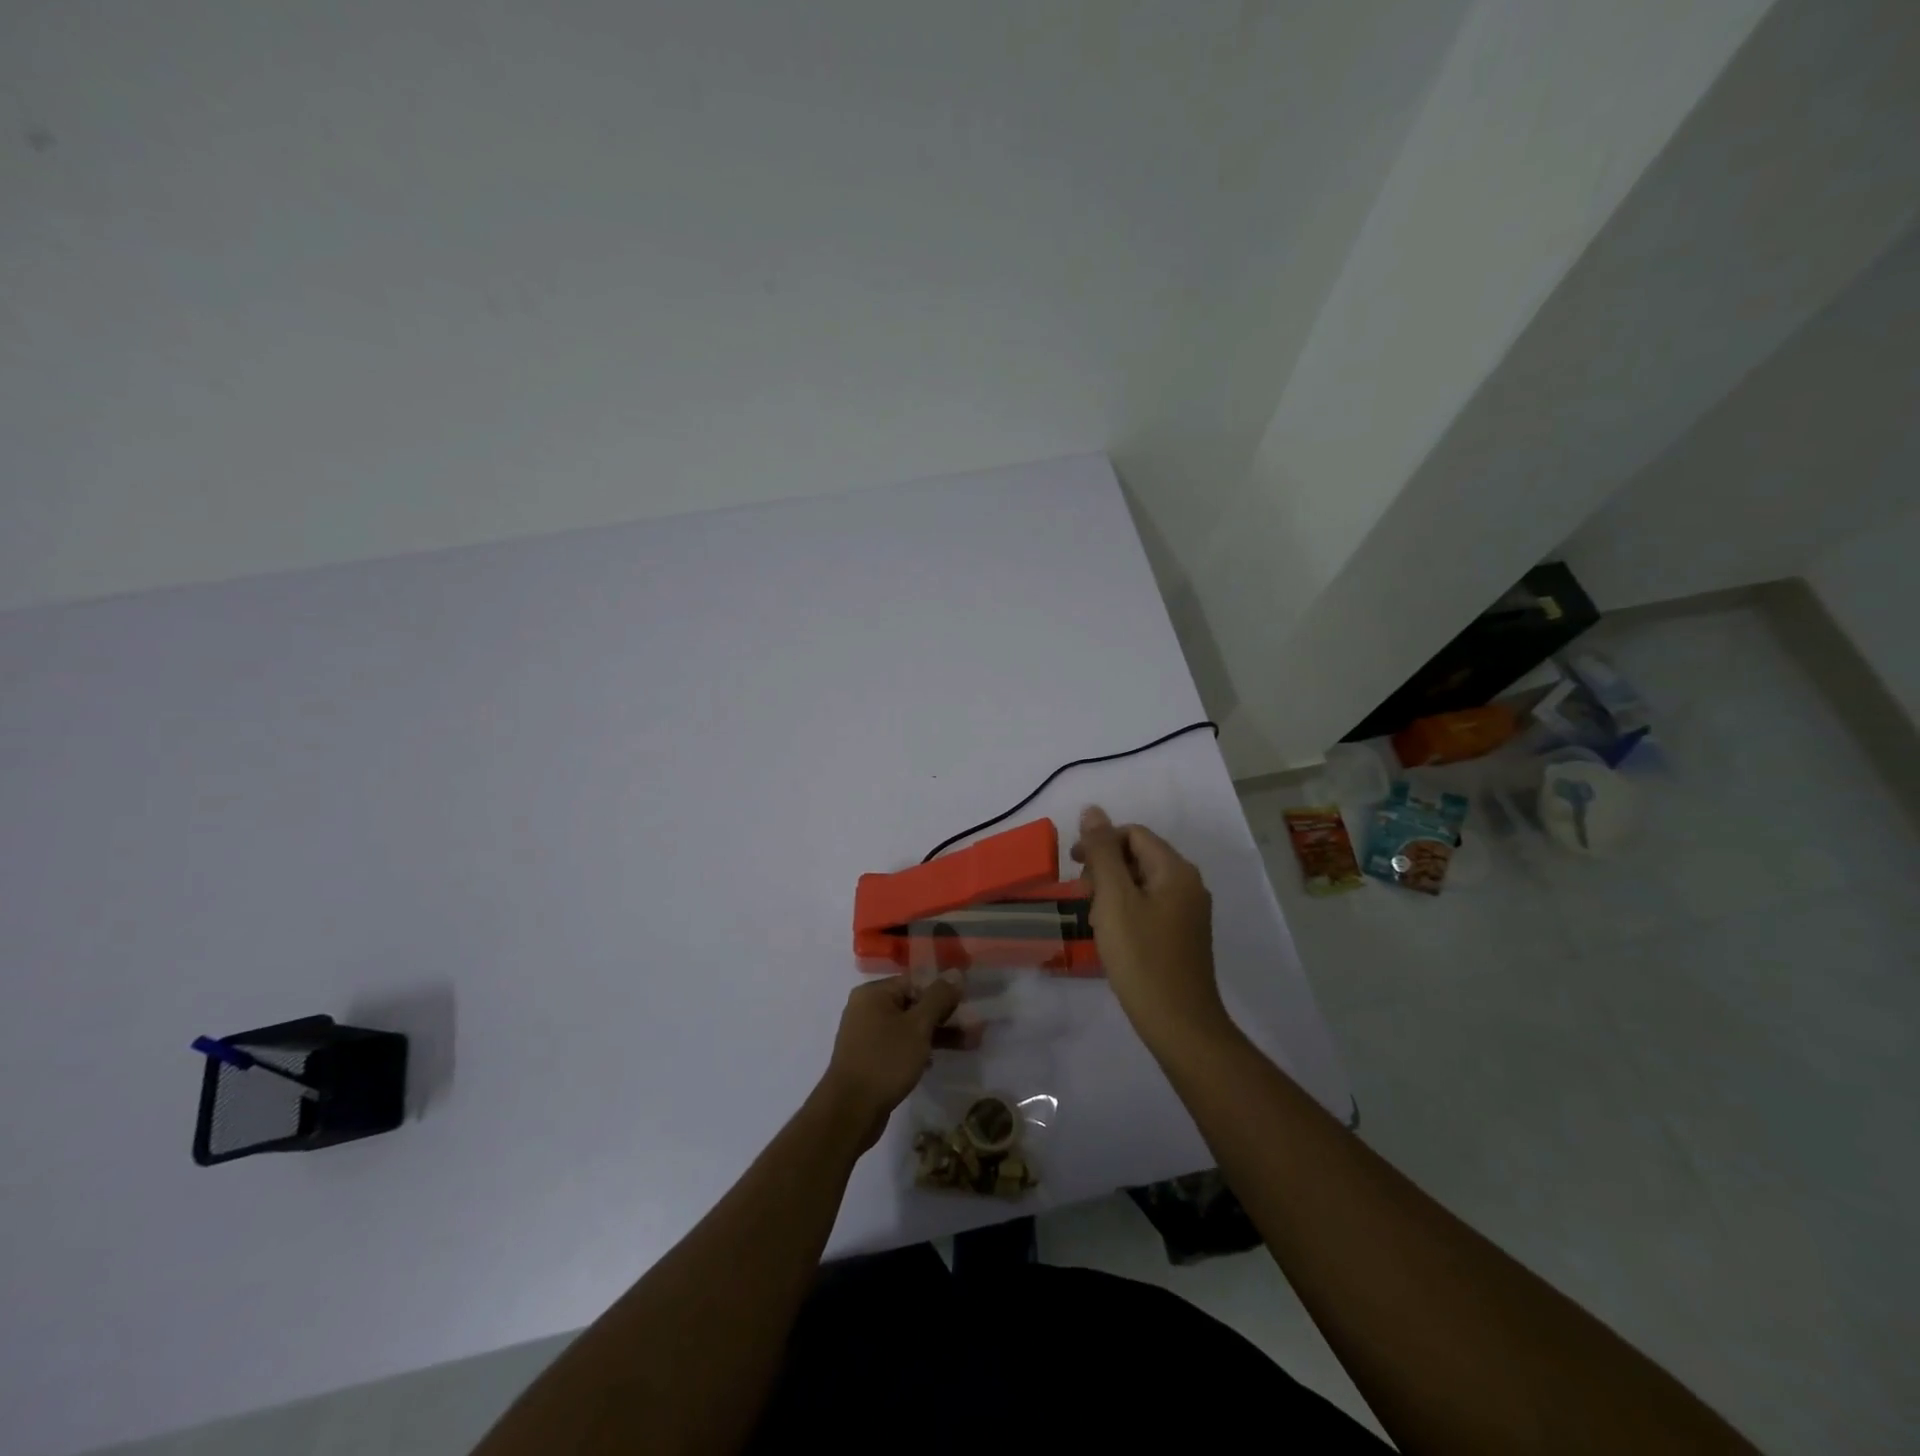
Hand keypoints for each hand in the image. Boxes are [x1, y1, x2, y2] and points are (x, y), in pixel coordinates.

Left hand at [815, 974, 961, 1151]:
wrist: (850, 1111)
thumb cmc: (885, 1061)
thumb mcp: (918, 1026)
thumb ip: (938, 998)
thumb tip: (955, 972)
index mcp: (874, 993)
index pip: (915, 982)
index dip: (943, 992)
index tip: (967, 1005)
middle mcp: (867, 1008)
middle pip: (913, 1004)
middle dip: (945, 1016)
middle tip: (974, 1028)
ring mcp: (867, 1034)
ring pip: (909, 1027)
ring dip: (938, 1035)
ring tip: (969, 1044)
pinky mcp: (870, 1058)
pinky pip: (900, 1045)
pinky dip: (919, 1049)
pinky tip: (937, 1062)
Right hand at [1072, 805, 1229, 1053]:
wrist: (1179, 1024)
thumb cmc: (1142, 957)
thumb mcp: (1114, 899)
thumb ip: (1102, 852)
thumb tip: (1093, 810)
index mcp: (1176, 870)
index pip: (1133, 834)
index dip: (1100, 843)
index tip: (1073, 867)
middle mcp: (1189, 884)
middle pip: (1139, 856)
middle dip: (1105, 868)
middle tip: (1082, 897)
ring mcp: (1189, 912)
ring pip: (1142, 883)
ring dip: (1113, 891)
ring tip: (1094, 919)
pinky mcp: (1184, 935)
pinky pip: (1150, 906)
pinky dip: (1126, 910)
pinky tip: (1112, 935)